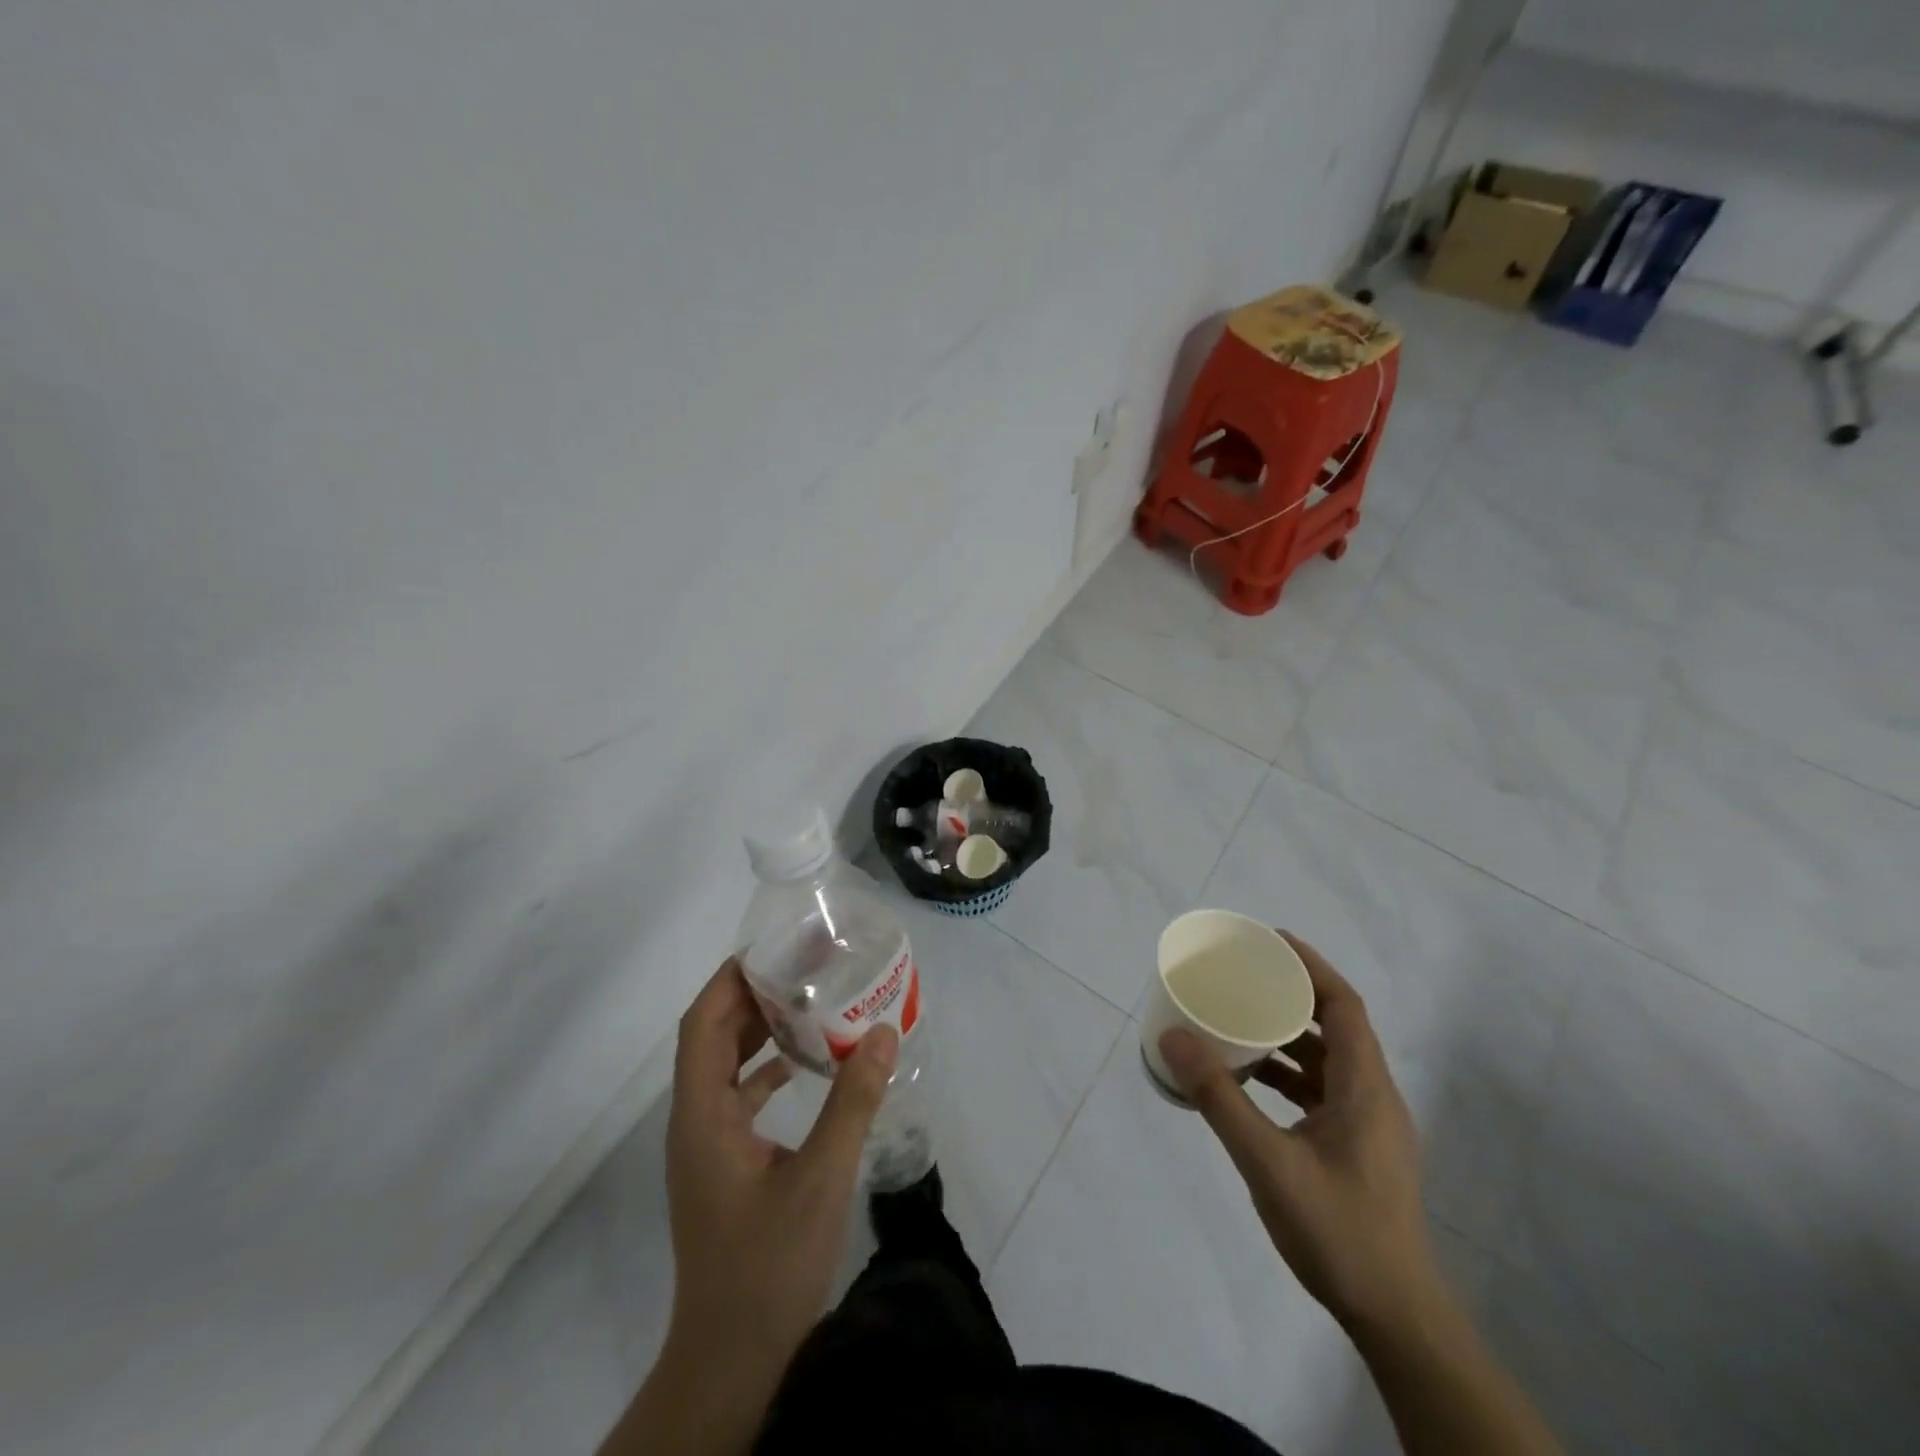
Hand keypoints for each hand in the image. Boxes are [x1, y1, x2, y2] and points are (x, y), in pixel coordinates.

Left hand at [664, 960, 896, 1376]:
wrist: (732, 1360)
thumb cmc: (768, 1266)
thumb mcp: (821, 1178)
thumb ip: (852, 1101)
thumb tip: (882, 1030)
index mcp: (703, 1115)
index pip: (702, 1024)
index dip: (731, 979)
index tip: (775, 948)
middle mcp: (695, 1121)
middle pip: (711, 1036)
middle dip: (752, 995)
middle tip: (802, 966)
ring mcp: (706, 1145)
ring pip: (724, 1065)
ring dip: (758, 1030)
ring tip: (807, 1000)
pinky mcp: (723, 1165)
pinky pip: (738, 1095)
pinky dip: (765, 1068)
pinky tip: (804, 1063)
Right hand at [1158, 932, 1435, 1331]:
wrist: (1395, 1318)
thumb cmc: (1338, 1232)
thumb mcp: (1267, 1162)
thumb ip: (1220, 1098)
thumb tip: (1174, 1037)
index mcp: (1365, 1089)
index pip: (1345, 1006)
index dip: (1311, 966)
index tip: (1270, 941)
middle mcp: (1373, 1098)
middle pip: (1337, 1026)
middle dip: (1292, 995)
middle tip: (1245, 975)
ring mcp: (1369, 1127)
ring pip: (1329, 1061)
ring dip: (1288, 1036)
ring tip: (1240, 1020)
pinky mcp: (1358, 1150)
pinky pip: (1322, 1091)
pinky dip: (1289, 1074)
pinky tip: (1251, 1082)